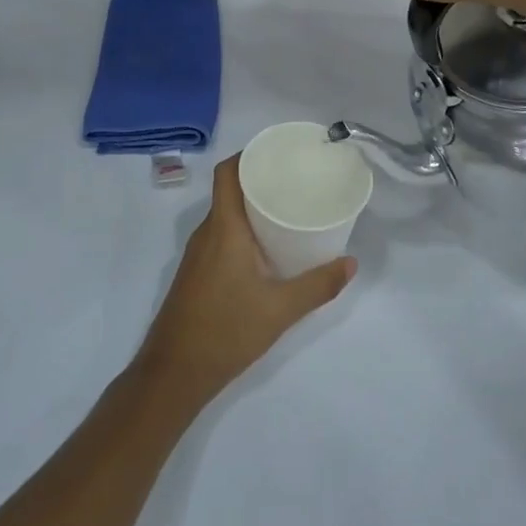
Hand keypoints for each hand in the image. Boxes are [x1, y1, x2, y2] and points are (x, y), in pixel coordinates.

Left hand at [136, 157, 355, 408]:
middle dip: (259, 180)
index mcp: (223, 228)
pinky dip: (243, 230)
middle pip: (229, 191)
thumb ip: (317, 285)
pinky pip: (221, 235)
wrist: (174, 372)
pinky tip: (267, 247)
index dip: (248, 155)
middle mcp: (206, 233)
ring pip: (225, 215)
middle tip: (295, 180)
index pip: (227, 173)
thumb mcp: (280, 309)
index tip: (278, 152)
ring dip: (251, 207)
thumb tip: (351, 263)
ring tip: (288, 209)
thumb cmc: (226, 330)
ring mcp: (198, 254)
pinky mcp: (197, 273)